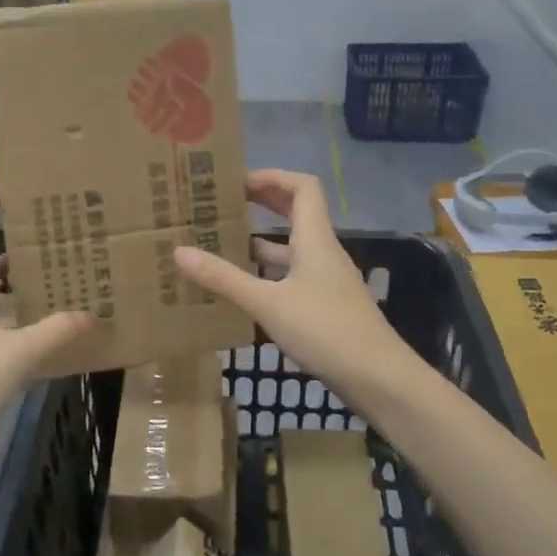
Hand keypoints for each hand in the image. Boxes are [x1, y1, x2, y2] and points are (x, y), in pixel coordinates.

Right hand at [173, 170, 416, 413]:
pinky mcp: (326, 306)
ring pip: (292, 248)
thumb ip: (223, 278)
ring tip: (222, 245)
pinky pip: (293, 276)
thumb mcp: (267, 303)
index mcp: (315, 239)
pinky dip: (268, 273)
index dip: (272, 177)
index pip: (302, 187)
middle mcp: (323, 252)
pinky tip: (244, 288)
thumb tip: (178, 252)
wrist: (378, 378)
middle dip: (263, 204)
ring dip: (261, 242)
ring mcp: (326, 280)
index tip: (237, 182)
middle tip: (224, 206)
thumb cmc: (325, 330)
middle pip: (297, 213)